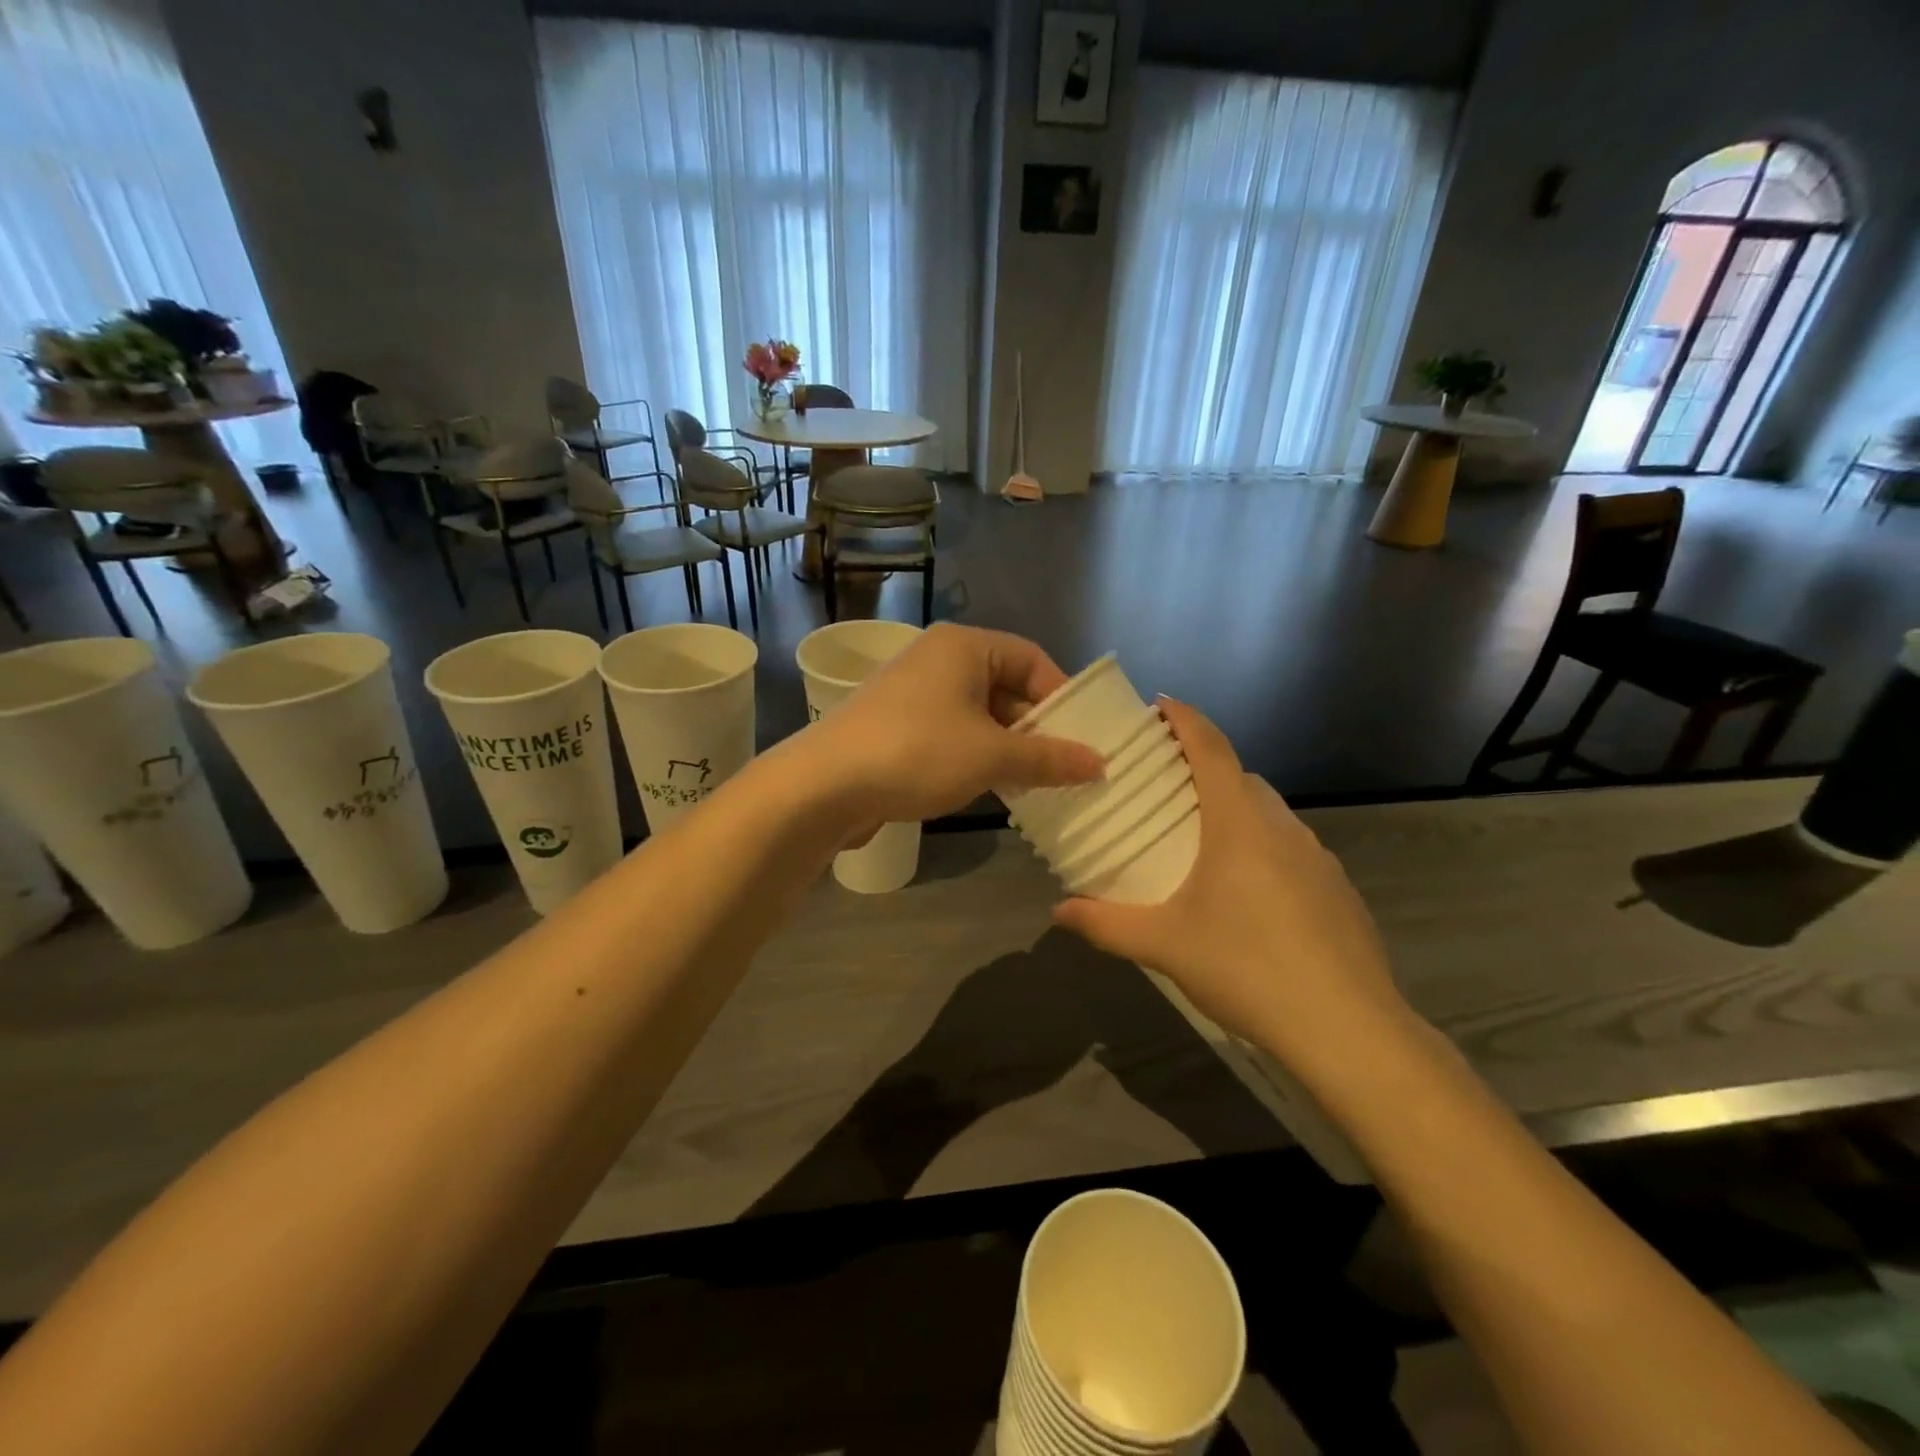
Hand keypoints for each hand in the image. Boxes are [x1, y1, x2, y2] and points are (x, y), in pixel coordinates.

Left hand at [807, 625, 1103, 825]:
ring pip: (978, 714)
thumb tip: (1100, 763)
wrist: (825, 785)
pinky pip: (951, 733)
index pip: (1031, 658)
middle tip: (1064, 767)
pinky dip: (975, 756)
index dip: (1061, 696)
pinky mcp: (896, 726)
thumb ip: (1048, 758)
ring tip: (1034, 783)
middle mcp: (938, 660)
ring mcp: (913, 693)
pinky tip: (990, 787)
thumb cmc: (917, 753)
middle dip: (1035, 728)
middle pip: (1005, 686)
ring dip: (1007, 747)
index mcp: (963, 647)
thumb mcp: (991, 756)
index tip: (1082, 737)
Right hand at [1053, 700, 1414, 1070]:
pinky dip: (1263, 846)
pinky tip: (1248, 894)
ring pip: (1268, 813)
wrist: (1349, 1029)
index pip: (1211, 748)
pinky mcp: (1338, 888)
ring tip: (1200, 842)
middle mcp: (1282, 826)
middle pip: (1240, 777)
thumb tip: (1058, 912)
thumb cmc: (1247, 968)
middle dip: (1203, 768)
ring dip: (1234, 810)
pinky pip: (1291, 847)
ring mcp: (1318, 856)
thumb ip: (1105, 924)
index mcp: (1238, 823)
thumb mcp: (1163, 945)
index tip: (1160, 704)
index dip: (1185, 719)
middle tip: (1163, 787)